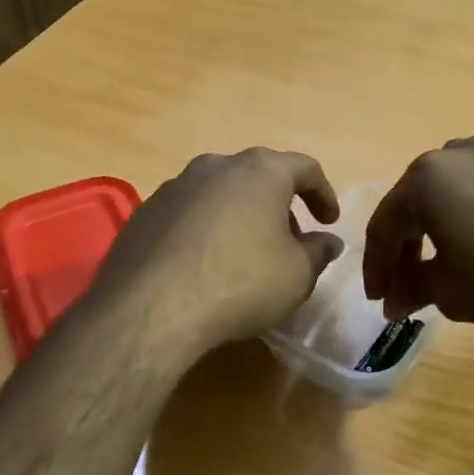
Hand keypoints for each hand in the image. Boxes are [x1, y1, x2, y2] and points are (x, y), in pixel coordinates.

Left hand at [93, 148, 342, 356]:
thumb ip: (318, 253)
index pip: (304, 168)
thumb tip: (328, 241)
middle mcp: (215, 166)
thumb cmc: (241, 282)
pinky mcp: (144, 214)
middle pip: (257, 177)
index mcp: (259, 171)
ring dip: (239, 217)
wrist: (153, 308)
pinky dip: (204, 232)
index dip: (323, 194)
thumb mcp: (296, 274)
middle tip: (289, 244)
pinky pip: (187, 215)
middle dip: (278, 207)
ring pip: (219, 194)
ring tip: (244, 257)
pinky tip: (203, 267)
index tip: (329, 222)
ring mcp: (173, 187)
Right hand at [362, 136, 473, 338]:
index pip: (385, 225)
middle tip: (408, 286)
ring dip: (443, 227)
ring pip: (456, 192)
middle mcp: (460, 154)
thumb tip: (395, 298)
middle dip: (408, 247)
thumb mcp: (452, 293)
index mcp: (427, 179)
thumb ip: (413, 289)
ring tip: (449, 263)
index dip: (377, 267)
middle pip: (418, 202)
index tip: (378, 301)